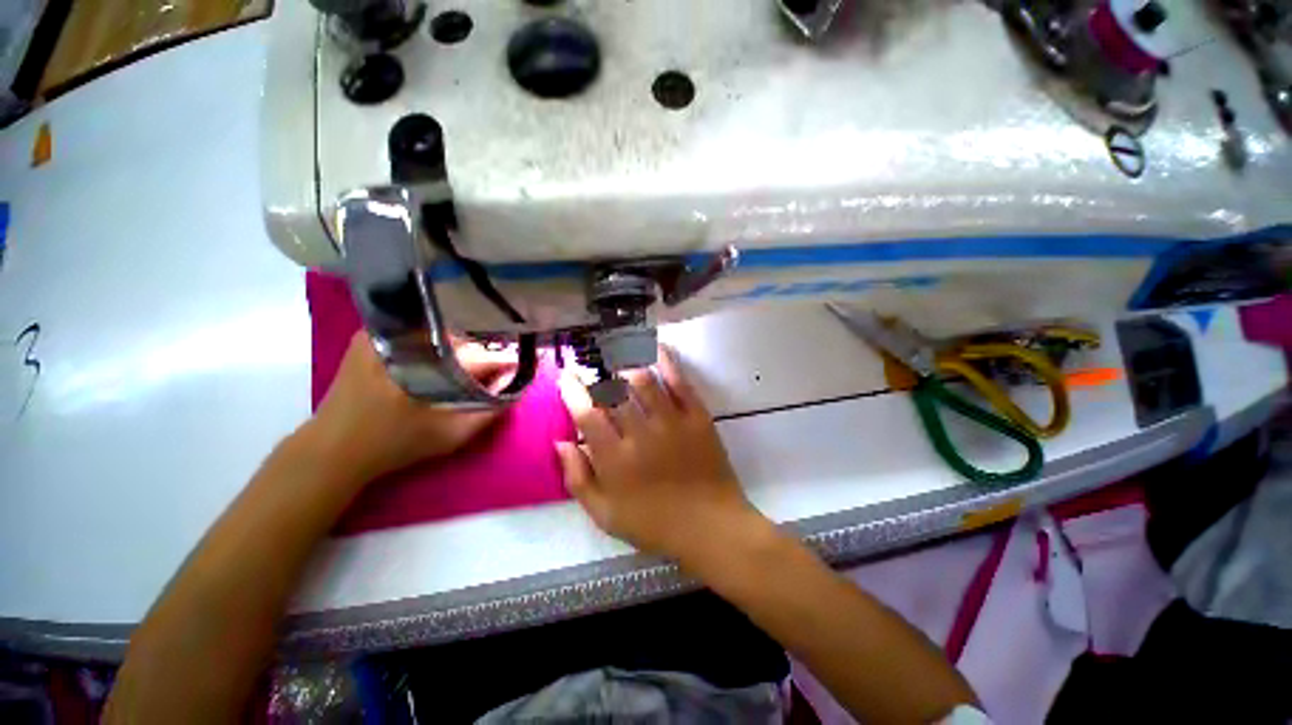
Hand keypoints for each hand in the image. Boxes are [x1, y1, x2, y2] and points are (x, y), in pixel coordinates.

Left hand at [304, 331, 515, 484]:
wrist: (332, 448)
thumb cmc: (394, 445)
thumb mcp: (450, 436)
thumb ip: (489, 413)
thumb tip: (516, 388)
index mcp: (424, 366)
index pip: (479, 356)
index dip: (503, 362)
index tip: (518, 368)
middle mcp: (403, 340)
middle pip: (460, 340)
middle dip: (481, 354)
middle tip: (492, 371)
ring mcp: (382, 334)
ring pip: (439, 333)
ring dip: (459, 348)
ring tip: (468, 366)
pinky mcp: (368, 336)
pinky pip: (415, 330)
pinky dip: (434, 342)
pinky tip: (439, 358)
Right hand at [555, 346, 764, 563]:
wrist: (710, 526)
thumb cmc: (654, 524)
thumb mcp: (605, 515)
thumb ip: (578, 479)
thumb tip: (561, 442)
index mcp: (615, 460)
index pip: (587, 415)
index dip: (573, 391)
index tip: (566, 375)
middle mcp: (641, 435)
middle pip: (613, 392)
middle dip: (597, 372)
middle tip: (592, 363)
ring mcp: (672, 422)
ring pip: (644, 380)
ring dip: (626, 363)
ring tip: (617, 353)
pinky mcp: (697, 417)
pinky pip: (679, 382)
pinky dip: (666, 361)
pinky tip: (656, 348)